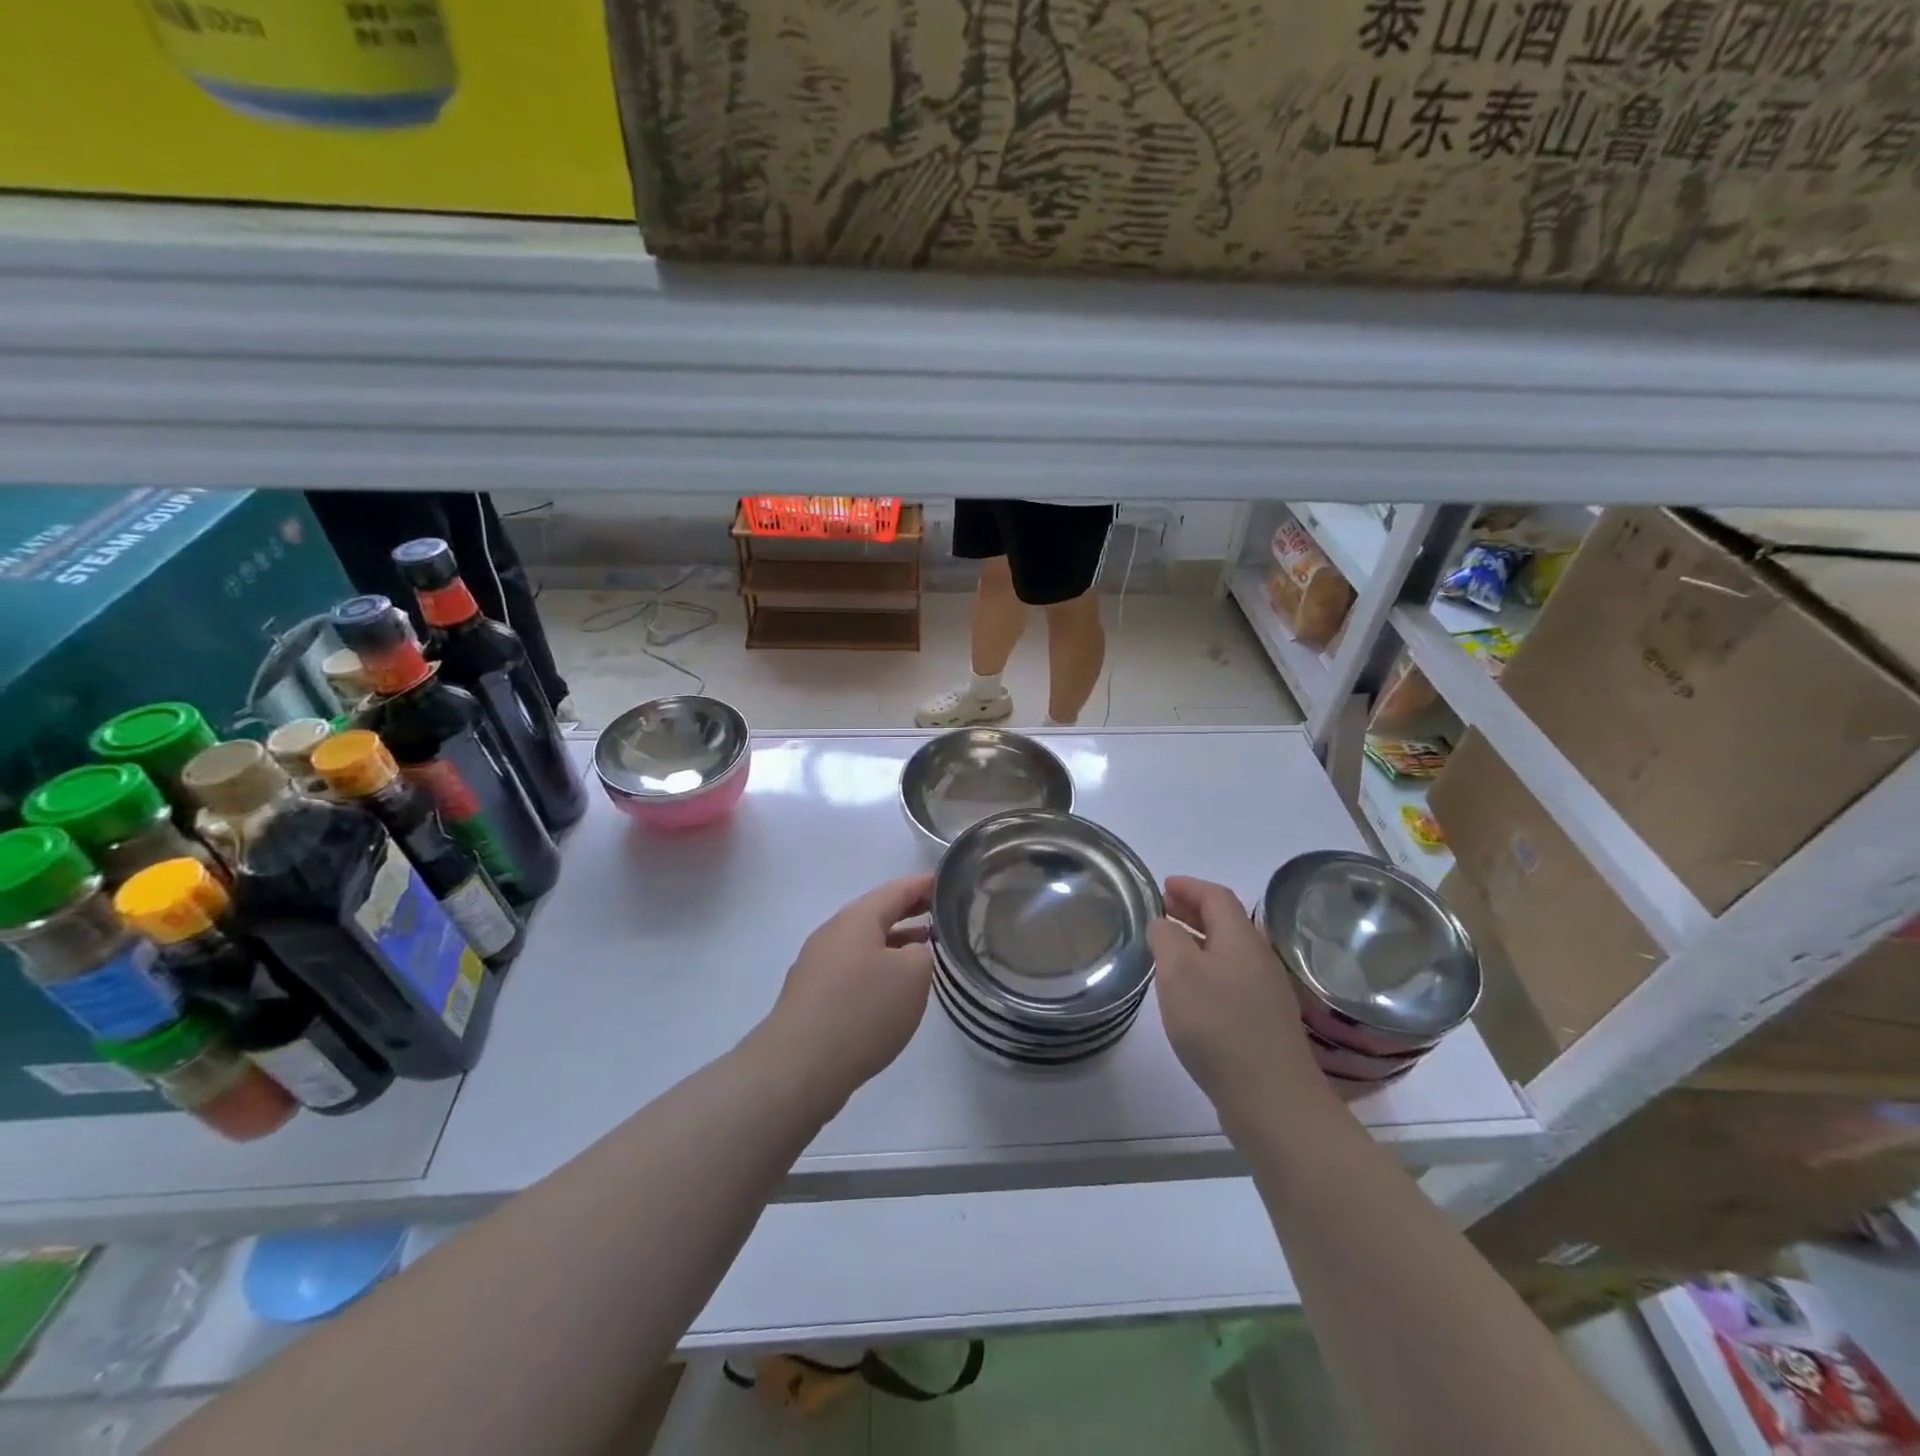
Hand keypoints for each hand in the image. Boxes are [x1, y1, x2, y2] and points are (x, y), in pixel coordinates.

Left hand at [763, 874, 935, 1105]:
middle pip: (876, 914)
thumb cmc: (863, 1010)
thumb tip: (910, 953)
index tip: (946, 882)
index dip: (923, 885)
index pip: (896, 890)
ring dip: (893, 942)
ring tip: (923, 951)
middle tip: (940, 913)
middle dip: (908, 911)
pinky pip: (852, 969)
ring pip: (863, 943)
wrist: (798, 1066)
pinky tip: (890, 991)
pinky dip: (877, 968)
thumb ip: (922, 954)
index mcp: (856, 918)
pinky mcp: (811, 996)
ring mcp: (817, 965)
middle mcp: (832, 933)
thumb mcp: (913, 975)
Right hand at [1148, 876, 1333, 1123]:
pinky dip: (1207, 968)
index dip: (1189, 886)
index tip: (1163, 886)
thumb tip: (1162, 923)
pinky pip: (1232, 977)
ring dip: (1198, 940)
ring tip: (1168, 947)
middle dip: (1193, 910)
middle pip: (1226, 921)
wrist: (1272, 1099)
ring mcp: (1265, 991)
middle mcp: (1258, 958)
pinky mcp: (1264, 1021)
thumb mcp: (1178, 973)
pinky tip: (1190, 990)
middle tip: (1161, 910)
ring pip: (1228, 951)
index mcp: (1240, 939)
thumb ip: (1165, 938)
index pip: (1216, 896)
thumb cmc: (1218, 1025)